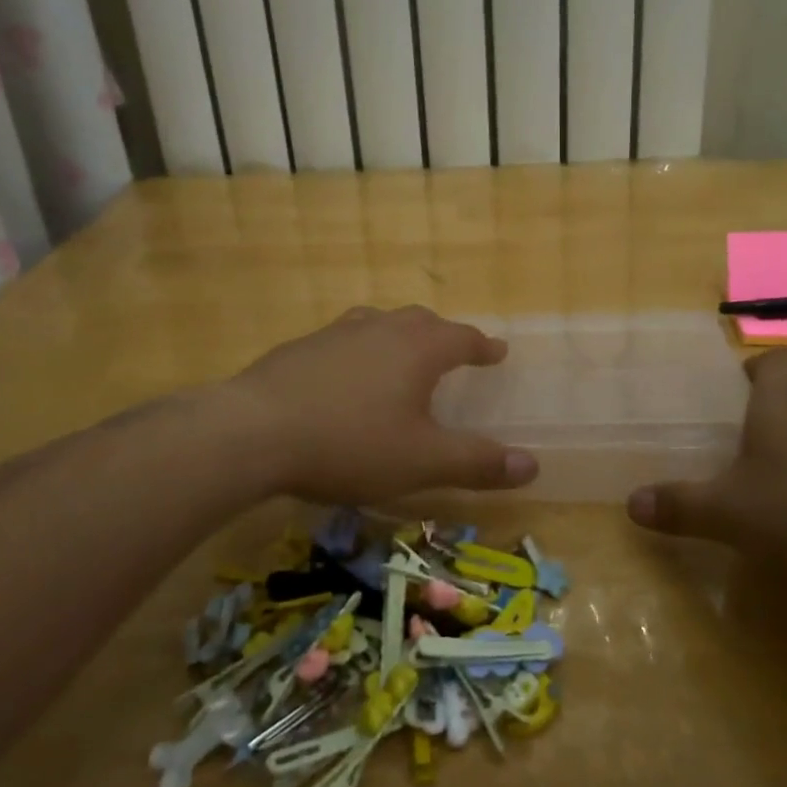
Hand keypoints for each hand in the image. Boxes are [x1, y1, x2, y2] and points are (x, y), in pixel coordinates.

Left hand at [222, 305, 537, 503]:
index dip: (483, 347)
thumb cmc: (350, 444)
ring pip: (379, 323)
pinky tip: (344, 376)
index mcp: (418, 349)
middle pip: (421, 322)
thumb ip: (478, 463)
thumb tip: (534, 465)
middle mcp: (381, 328)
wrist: (253, 432)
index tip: (497, 352)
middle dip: (443, 335)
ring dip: (398, 336)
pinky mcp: (299, 348)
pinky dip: (359, 350)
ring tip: (400, 354)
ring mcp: (336, 333)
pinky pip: (343, 339)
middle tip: (452, 352)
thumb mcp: (422, 462)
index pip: (462, 338)